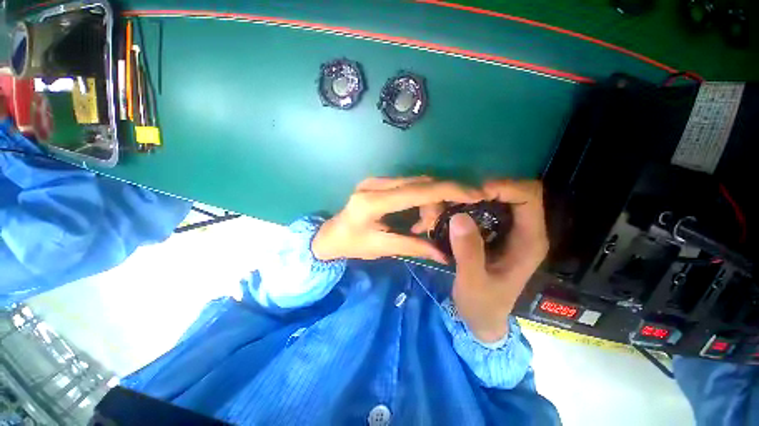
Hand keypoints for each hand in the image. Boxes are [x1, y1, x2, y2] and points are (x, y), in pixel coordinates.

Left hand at [313, 177, 484, 262]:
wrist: (330, 234)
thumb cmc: (351, 244)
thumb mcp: (382, 248)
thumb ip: (413, 247)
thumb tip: (444, 255)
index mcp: (373, 201)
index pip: (418, 190)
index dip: (449, 190)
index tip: (475, 195)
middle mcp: (376, 184)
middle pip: (421, 184)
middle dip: (437, 203)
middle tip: (435, 227)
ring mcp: (376, 180)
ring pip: (417, 184)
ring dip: (428, 203)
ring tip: (422, 227)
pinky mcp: (378, 182)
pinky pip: (409, 186)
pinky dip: (419, 200)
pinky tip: (415, 218)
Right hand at [449, 180, 548, 342]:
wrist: (482, 318)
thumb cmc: (482, 304)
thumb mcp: (473, 282)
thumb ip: (468, 252)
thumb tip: (459, 217)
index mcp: (529, 241)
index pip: (528, 196)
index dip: (504, 187)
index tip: (474, 194)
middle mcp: (524, 230)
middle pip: (514, 191)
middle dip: (486, 188)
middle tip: (459, 197)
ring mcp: (509, 230)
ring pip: (499, 197)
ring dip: (475, 195)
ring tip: (452, 203)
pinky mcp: (494, 233)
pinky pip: (485, 208)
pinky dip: (469, 205)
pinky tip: (452, 212)